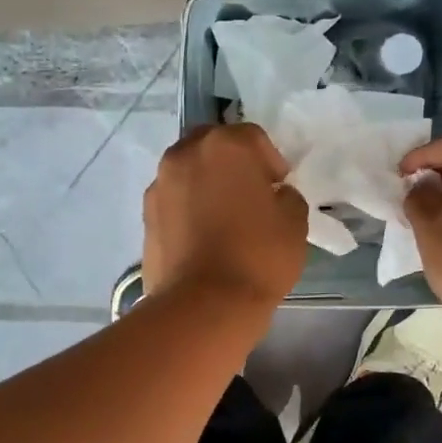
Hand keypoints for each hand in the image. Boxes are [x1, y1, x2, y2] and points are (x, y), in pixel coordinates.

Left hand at [143, 123, 307, 310]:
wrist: (204, 305)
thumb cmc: (258, 256)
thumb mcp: (295, 222)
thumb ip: (286, 196)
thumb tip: (273, 195)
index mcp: (226, 146)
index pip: (253, 137)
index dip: (271, 161)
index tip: (278, 188)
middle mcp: (186, 154)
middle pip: (213, 145)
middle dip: (232, 163)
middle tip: (248, 195)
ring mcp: (160, 183)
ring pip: (188, 170)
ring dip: (206, 182)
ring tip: (222, 217)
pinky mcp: (146, 214)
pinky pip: (174, 198)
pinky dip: (187, 207)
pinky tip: (202, 235)